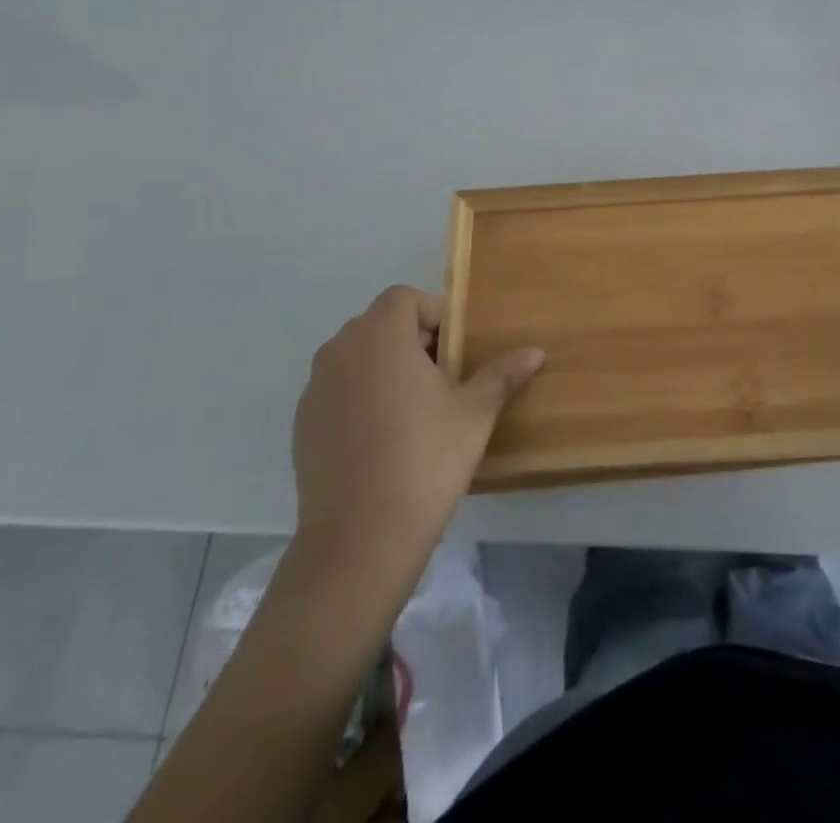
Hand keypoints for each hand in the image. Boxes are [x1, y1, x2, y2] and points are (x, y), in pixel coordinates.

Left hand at [290, 285, 543, 574]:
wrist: (360, 540)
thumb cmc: (425, 459)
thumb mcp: (475, 412)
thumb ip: (503, 374)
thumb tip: (536, 351)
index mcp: (380, 336)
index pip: (405, 298)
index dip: (435, 314)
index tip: (457, 350)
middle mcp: (340, 351)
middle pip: (380, 325)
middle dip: (414, 340)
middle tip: (445, 378)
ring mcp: (315, 389)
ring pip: (358, 358)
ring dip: (386, 368)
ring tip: (416, 409)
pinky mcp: (303, 425)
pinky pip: (339, 391)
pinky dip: (362, 398)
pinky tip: (385, 439)